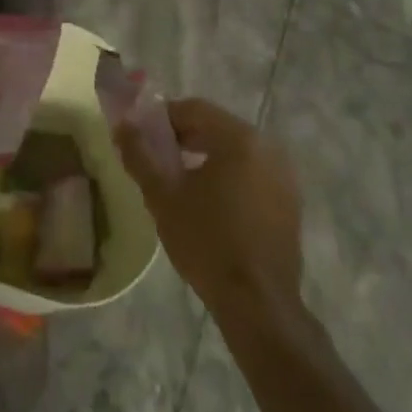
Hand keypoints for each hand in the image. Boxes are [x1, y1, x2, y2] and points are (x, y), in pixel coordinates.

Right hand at [116, 99, 303, 323]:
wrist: (258, 303)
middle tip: (154, 158)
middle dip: (182, 137)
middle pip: (216, 127)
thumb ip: (140, 155)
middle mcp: (267, 147)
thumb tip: (122, 125)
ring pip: (234, 151)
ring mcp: (283, 175)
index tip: (139, 136)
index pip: (194, 108)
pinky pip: (251, 173)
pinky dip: (227, 176)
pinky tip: (208, 202)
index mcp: (239, 138)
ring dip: (204, 156)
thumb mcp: (163, 196)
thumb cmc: (207, 242)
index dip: (161, 117)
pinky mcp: (289, 201)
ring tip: (177, 181)